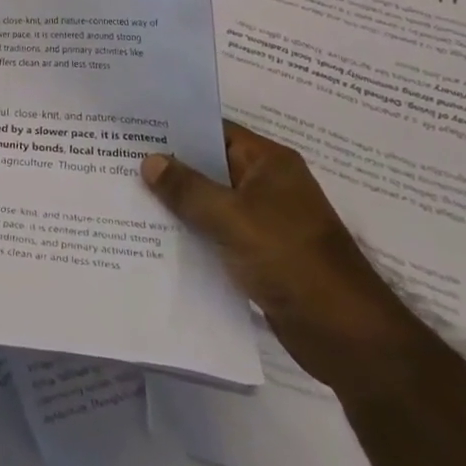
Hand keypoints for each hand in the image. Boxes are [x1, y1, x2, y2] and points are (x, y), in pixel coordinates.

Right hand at [141, 123, 421, 400]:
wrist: (347, 337)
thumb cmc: (293, 261)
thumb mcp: (233, 219)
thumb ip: (188, 189)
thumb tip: (149, 160)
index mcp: (269, 163)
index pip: (214, 131)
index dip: (175, 128)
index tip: (133, 127)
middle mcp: (266, 185)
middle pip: (209, 166)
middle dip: (169, 166)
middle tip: (117, 159)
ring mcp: (264, 221)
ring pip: (210, 202)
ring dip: (177, 203)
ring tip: (126, 194)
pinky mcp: (259, 254)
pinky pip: (216, 233)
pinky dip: (191, 232)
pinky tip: (153, 236)